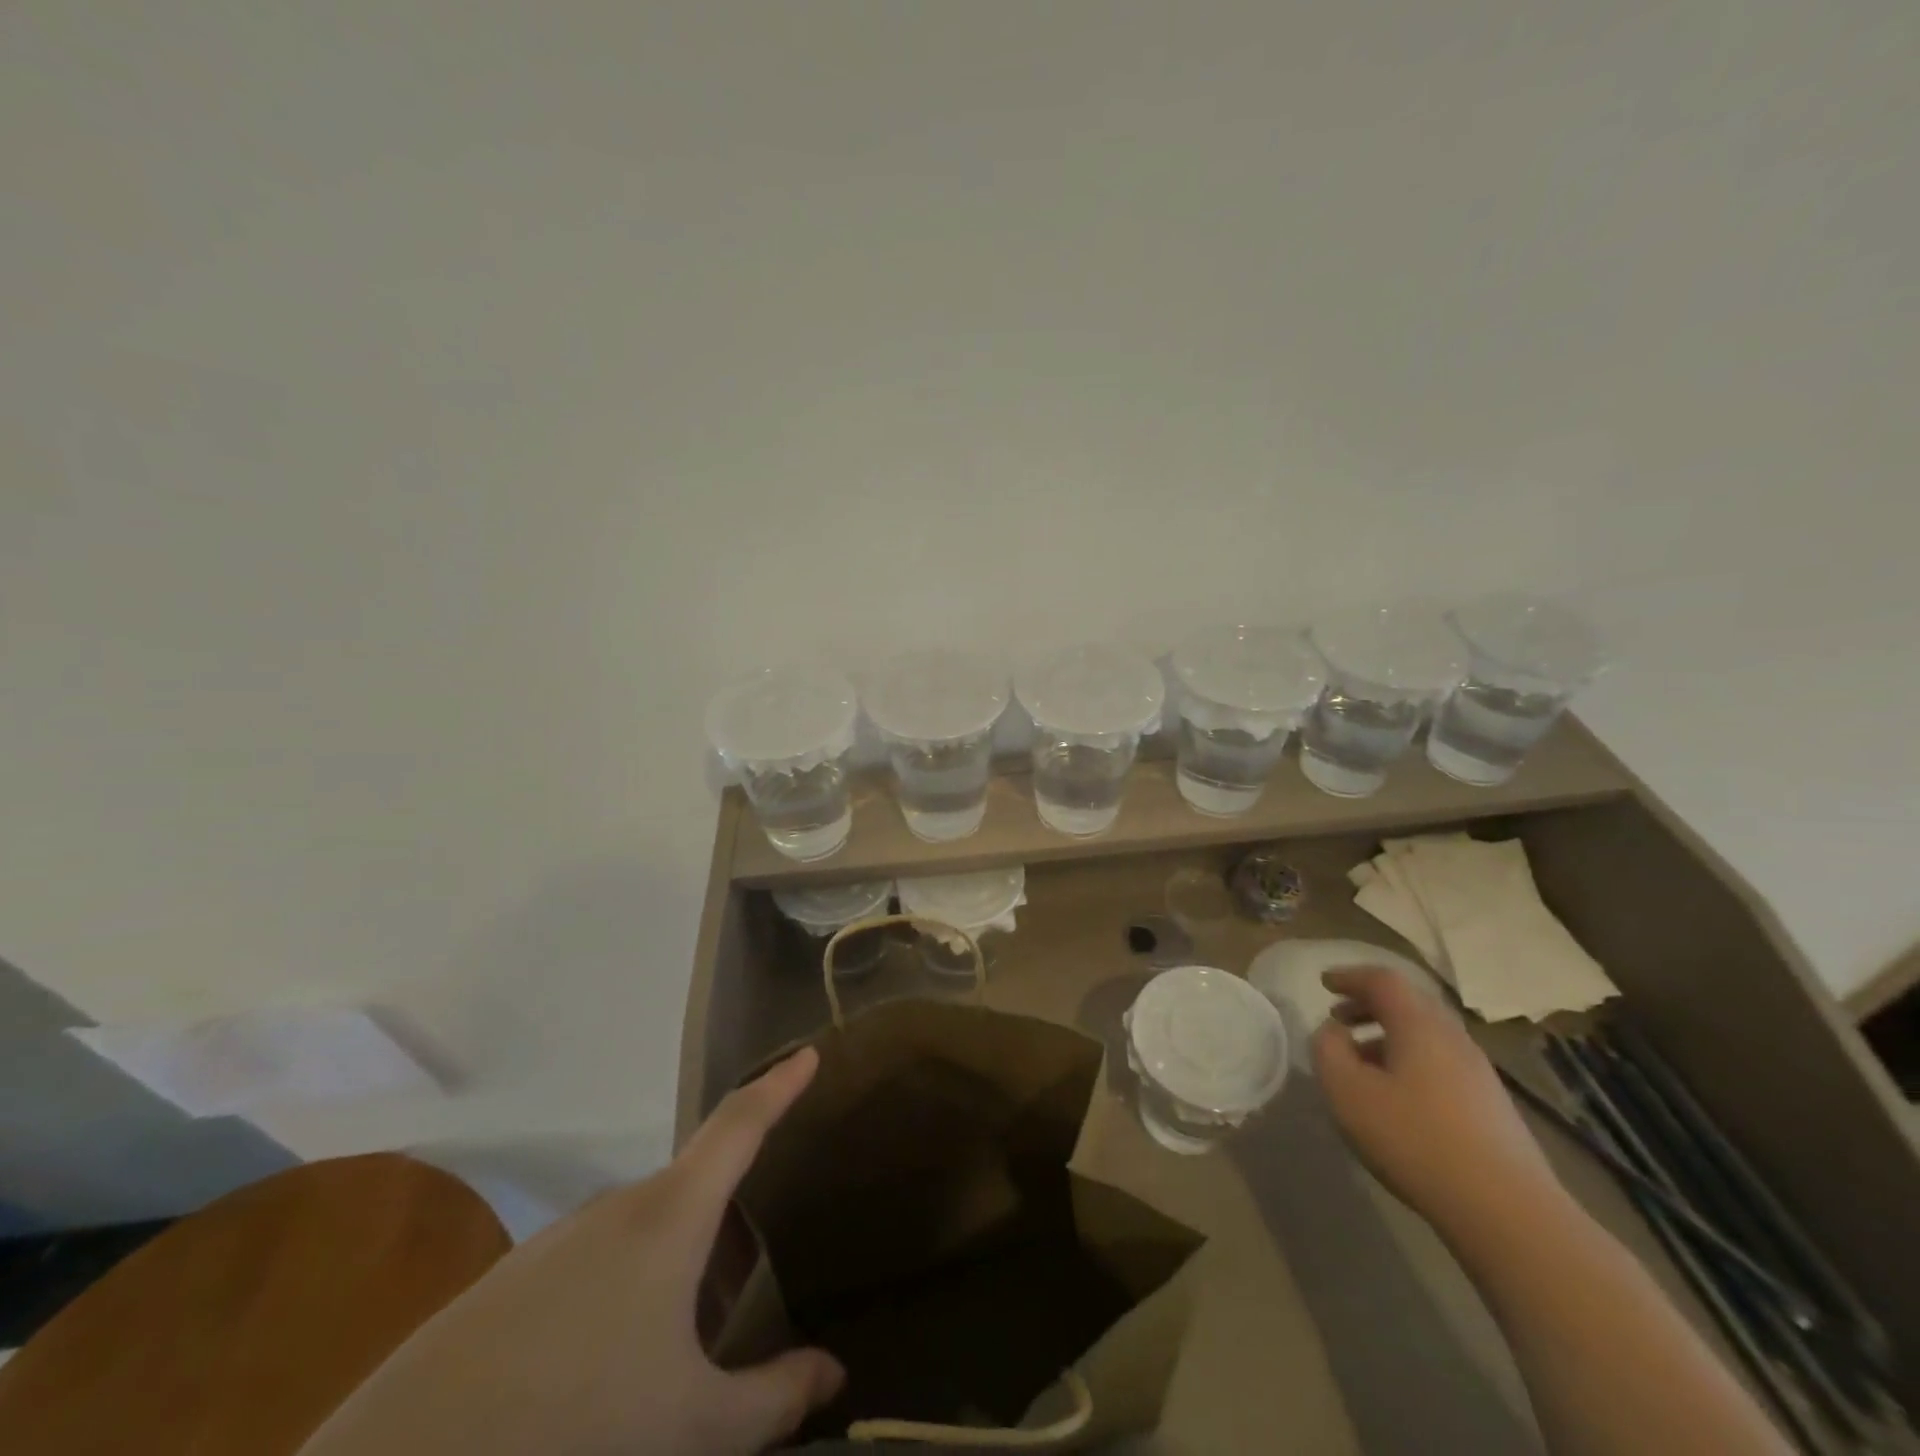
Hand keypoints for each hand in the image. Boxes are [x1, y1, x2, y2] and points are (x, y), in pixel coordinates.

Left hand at [300, 1048, 843, 1455]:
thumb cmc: (576, 1429)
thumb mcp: (692, 1428)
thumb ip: (773, 1398)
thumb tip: (834, 1373)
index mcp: (671, 1215)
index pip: (740, 1124)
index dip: (779, 1086)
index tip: (809, 1054)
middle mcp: (617, 1205)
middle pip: (694, 1191)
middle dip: (727, 1228)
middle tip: (745, 1291)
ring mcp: (558, 1239)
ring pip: (643, 1231)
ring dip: (674, 1267)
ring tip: (677, 1346)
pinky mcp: (510, 1280)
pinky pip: (592, 1262)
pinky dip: (622, 1290)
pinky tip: (601, 1369)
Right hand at [1312, 967, 1563, 1241]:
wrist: (1507, 1212)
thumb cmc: (1415, 1138)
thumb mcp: (1347, 1091)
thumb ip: (1329, 1049)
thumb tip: (1334, 1031)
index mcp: (1419, 1024)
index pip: (1383, 980)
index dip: (1350, 976)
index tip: (1325, 983)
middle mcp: (1453, 1038)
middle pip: (1409, 1004)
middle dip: (1369, 1005)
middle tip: (1339, 1018)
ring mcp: (1479, 1073)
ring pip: (1426, 1036)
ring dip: (1389, 1037)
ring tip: (1361, 1061)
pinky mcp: (1492, 1107)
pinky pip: (1441, 1063)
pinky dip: (1410, 1062)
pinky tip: (1396, 1097)